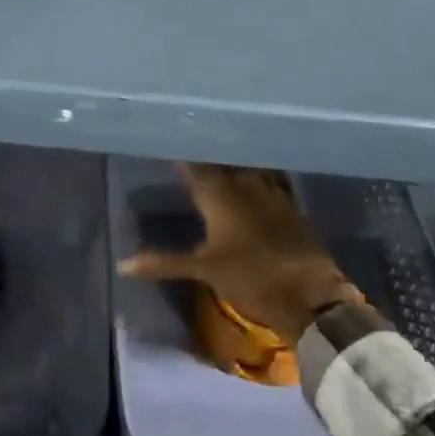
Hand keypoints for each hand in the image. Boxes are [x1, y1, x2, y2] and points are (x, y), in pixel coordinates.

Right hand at [120, 163, 362, 344]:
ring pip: (244, 166)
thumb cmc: (252, 279)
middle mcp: (243, 183)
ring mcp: (270, 190)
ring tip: (216, 157)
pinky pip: (268, 177)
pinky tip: (250, 176)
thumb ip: (164, 262)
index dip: (180, 155)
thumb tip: (123, 264)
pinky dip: (255, 174)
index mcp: (219, 194)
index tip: (167, 141)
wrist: (311, 294)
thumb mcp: (204, 271)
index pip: (192, 166)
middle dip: (203, 156)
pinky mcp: (290, 202)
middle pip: (219, 162)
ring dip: (230, 162)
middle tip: (188, 148)